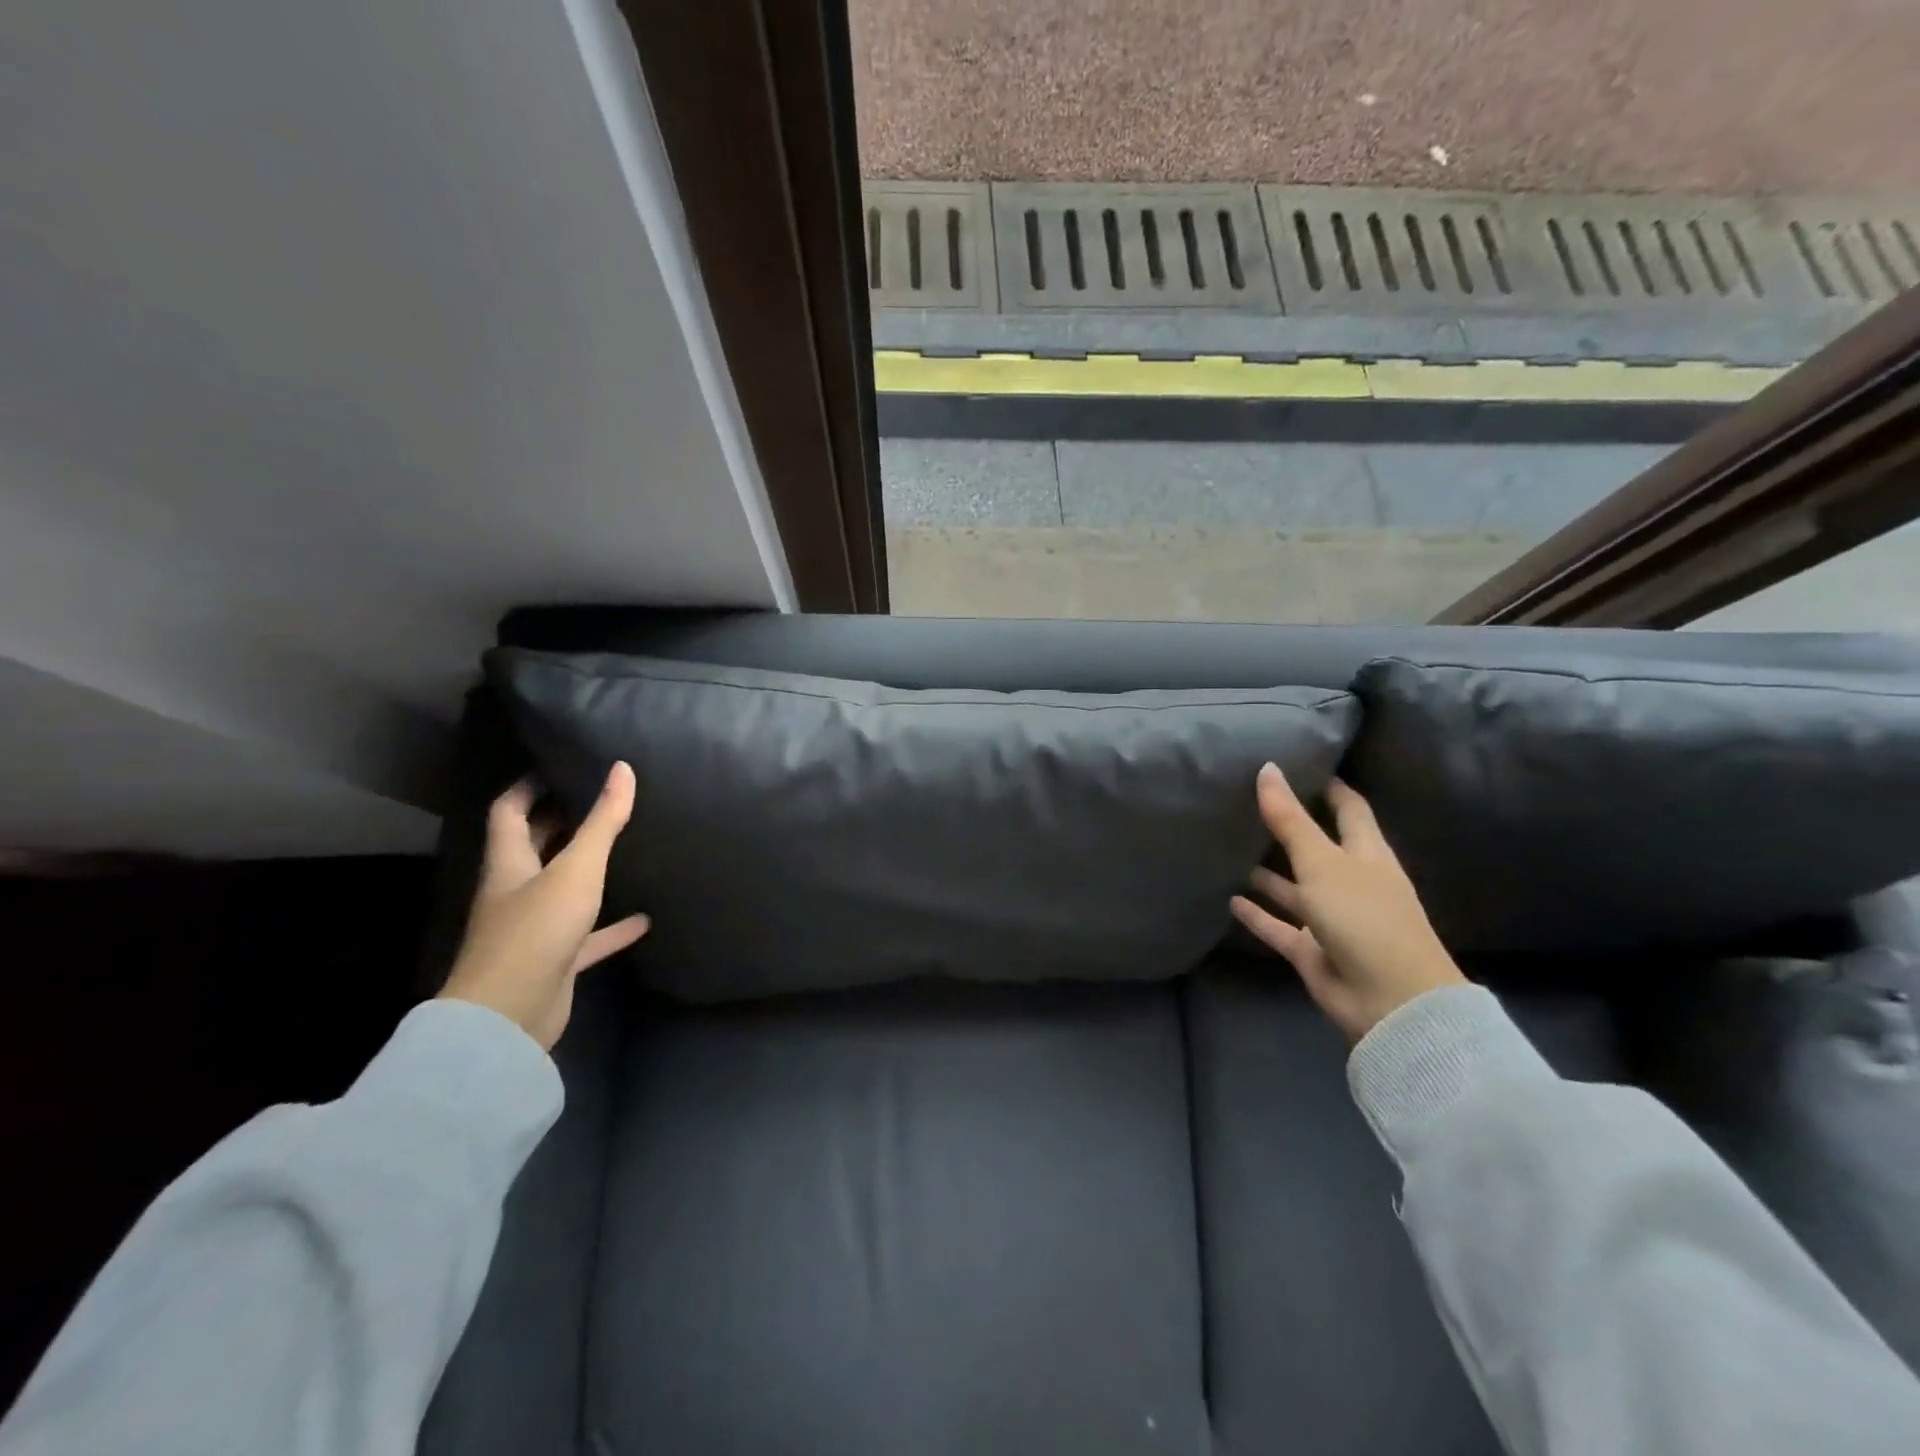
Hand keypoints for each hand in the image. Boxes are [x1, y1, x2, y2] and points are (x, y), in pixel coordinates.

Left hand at [439, 762, 648, 1050]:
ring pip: (562, 890)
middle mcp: (517, 891)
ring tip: (625, 849)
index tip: (559, 765)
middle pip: (534, 847)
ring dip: (588, 872)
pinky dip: (613, 926)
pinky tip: (645, 919)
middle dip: (561, 822)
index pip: (509, 811)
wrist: (509, 1016)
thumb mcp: (577, 868)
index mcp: (509, 863)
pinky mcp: (555, 960)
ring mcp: (535, 928)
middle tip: (601, 799)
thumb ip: (603, 821)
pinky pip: (588, 936)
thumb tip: (622, 769)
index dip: (528, 786)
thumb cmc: (537, 930)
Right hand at [1230, 763, 1464, 1041]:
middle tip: (1248, 802)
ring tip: (1230, 847)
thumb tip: (1267, 768)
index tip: (1302, 763)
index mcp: (1366, 855)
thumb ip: (1290, 819)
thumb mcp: (1323, 862)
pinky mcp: (1312, 950)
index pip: (1350, 810)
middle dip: (1290, 828)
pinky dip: (1257, 914)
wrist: (1390, 1000)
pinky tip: (1229, 899)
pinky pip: (1279, 927)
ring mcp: (1330, 918)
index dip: (1331, 788)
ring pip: (1294, 889)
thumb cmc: (1364, 917)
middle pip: (1317, 847)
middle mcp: (1349, 882)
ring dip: (1268, 873)